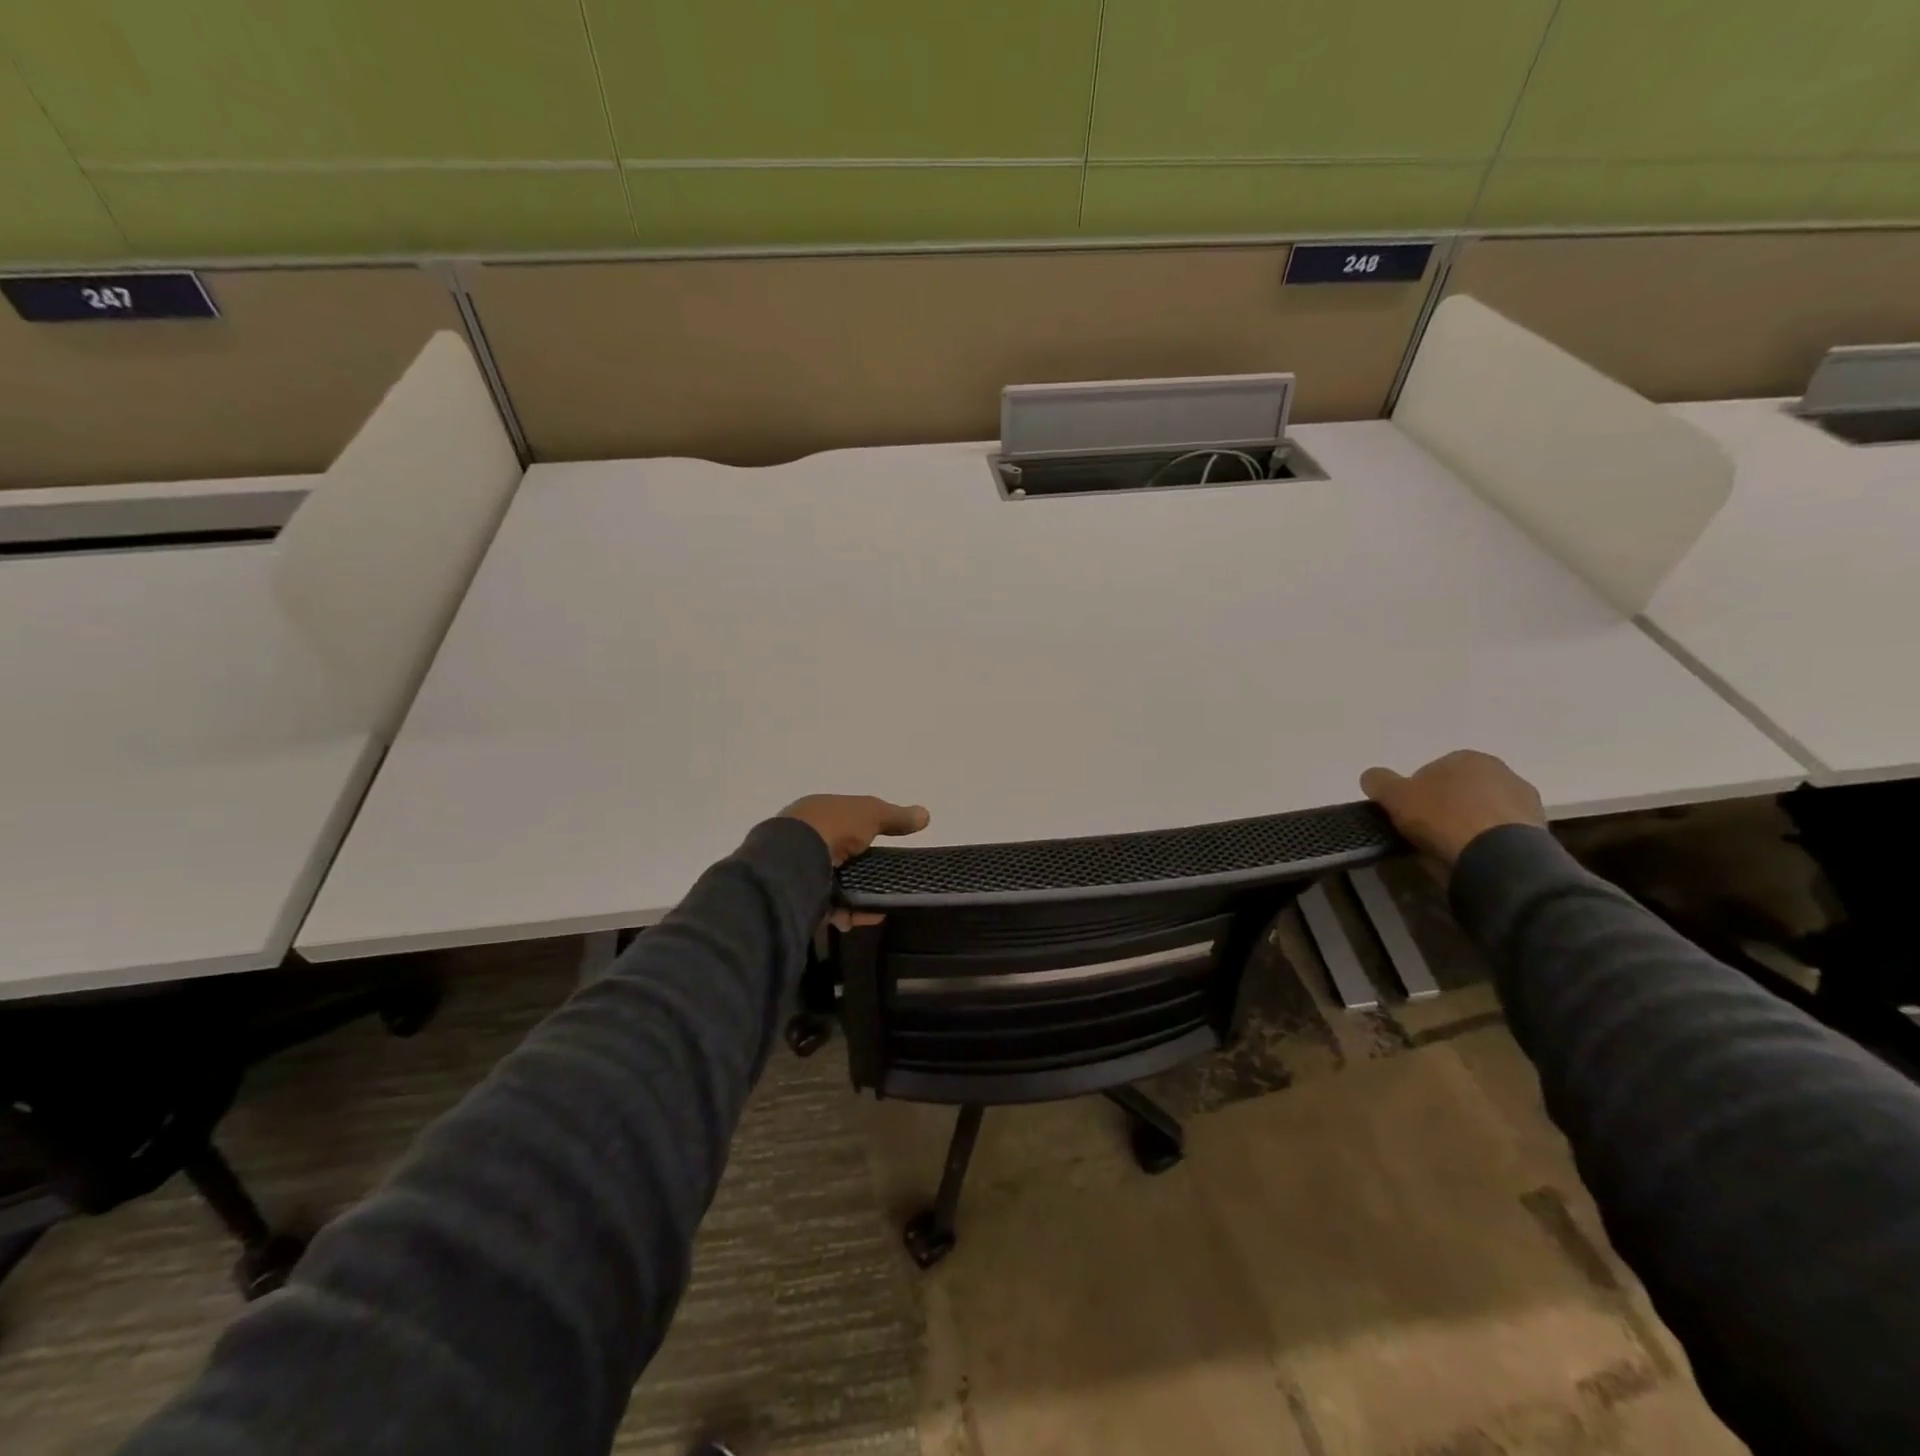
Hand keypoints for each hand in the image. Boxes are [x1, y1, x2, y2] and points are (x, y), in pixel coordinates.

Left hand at [781, 795, 930, 930]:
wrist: (795, 859)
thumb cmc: (833, 826)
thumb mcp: (871, 813)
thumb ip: (896, 816)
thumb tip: (926, 814)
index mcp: (815, 813)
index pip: (841, 822)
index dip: (862, 833)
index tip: (884, 849)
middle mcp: (801, 839)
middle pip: (837, 855)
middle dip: (860, 870)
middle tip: (885, 881)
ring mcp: (797, 869)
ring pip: (832, 884)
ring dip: (855, 895)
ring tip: (880, 906)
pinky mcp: (797, 897)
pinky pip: (827, 906)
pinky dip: (847, 912)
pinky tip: (864, 917)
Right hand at [1359, 750, 1545, 867]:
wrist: (1498, 856)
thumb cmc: (1442, 818)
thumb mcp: (1394, 797)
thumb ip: (1379, 781)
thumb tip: (1372, 777)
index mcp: (1466, 757)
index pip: (1430, 772)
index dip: (1414, 794)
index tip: (1407, 816)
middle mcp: (1500, 770)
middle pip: (1459, 790)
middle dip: (1445, 807)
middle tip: (1427, 832)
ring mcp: (1524, 799)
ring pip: (1482, 810)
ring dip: (1468, 824)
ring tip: (1452, 848)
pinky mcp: (1539, 828)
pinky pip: (1501, 831)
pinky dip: (1488, 840)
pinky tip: (1475, 856)